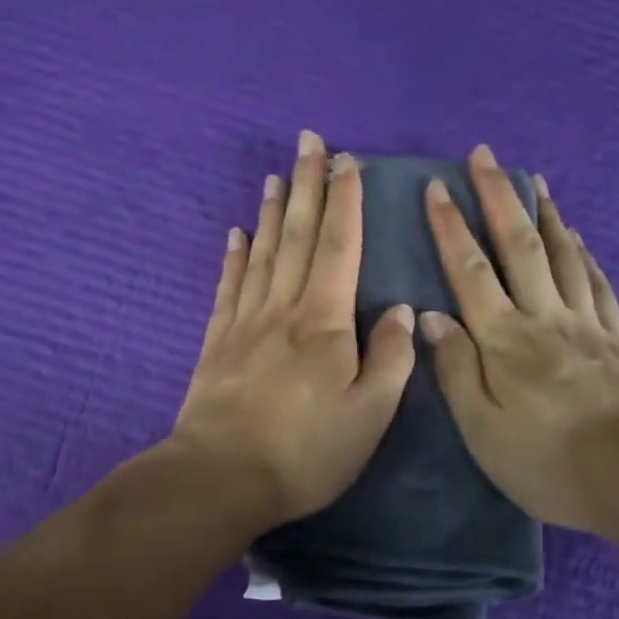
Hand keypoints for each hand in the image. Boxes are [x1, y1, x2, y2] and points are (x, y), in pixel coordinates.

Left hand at [173, 131, 417, 529]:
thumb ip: (390, 359)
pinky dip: (234, 256)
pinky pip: (228, 286)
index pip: (338, 246)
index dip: (345, 202)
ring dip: (271, 210)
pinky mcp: (217, 342)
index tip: (347, 161)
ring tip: (276, 176)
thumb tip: (400, 311)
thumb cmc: (306, 450)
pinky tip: (237, 234)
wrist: (221, 477)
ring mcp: (244, 322)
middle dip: (307, 185)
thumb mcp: (369, 414)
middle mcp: (283, 308)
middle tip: (308, 142)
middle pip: (296, 235)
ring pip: (261, 252)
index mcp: (324, 321)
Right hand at [420, 145, 618, 533]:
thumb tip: (429, 317)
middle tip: (486, 155)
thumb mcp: (481, 428)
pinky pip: (597, 284)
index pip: (470, 270)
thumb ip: (455, 368)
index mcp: (504, 338)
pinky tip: (577, 239)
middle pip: (519, 246)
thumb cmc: (544, 460)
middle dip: (498, 197)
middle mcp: (543, 317)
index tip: (436, 187)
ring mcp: (584, 324)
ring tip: (534, 181)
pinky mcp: (614, 340)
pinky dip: (583, 254)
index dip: (450, 227)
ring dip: (543, 214)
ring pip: (562, 255)